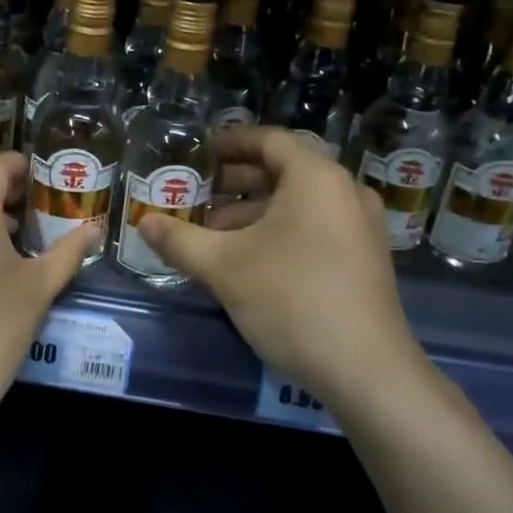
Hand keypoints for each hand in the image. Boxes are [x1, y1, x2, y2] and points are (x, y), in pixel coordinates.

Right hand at [137, 127, 435, 412]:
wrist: (368, 373)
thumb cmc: (292, 300)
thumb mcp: (224, 267)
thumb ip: (180, 239)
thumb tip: (144, 222)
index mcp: (316, 177)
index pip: (268, 139)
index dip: (228, 142)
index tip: (196, 153)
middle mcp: (345, 191)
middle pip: (283, 169)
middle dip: (235, 181)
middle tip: (196, 193)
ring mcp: (360, 226)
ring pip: (298, 202)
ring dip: (253, 210)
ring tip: (211, 231)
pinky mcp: (364, 257)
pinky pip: (315, 225)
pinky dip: (279, 229)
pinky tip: (247, 258)